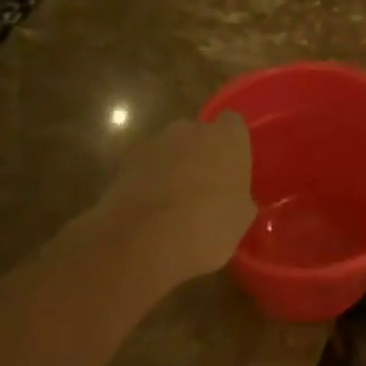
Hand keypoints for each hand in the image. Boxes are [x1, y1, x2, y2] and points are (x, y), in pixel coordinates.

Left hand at [80, 114, 255, 296]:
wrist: (143, 240)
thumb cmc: (208, 225)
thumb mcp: (241, 218)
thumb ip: (239, 198)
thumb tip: (235, 199)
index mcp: (226, 138)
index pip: (233, 125)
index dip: (233, 145)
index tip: (234, 166)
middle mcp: (190, 130)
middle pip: (199, 135)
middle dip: (202, 154)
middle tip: (208, 186)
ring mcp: (154, 144)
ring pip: (171, 151)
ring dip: (174, 168)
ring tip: (178, 204)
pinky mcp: (125, 164)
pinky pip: (147, 169)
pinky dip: (150, 184)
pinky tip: (154, 213)